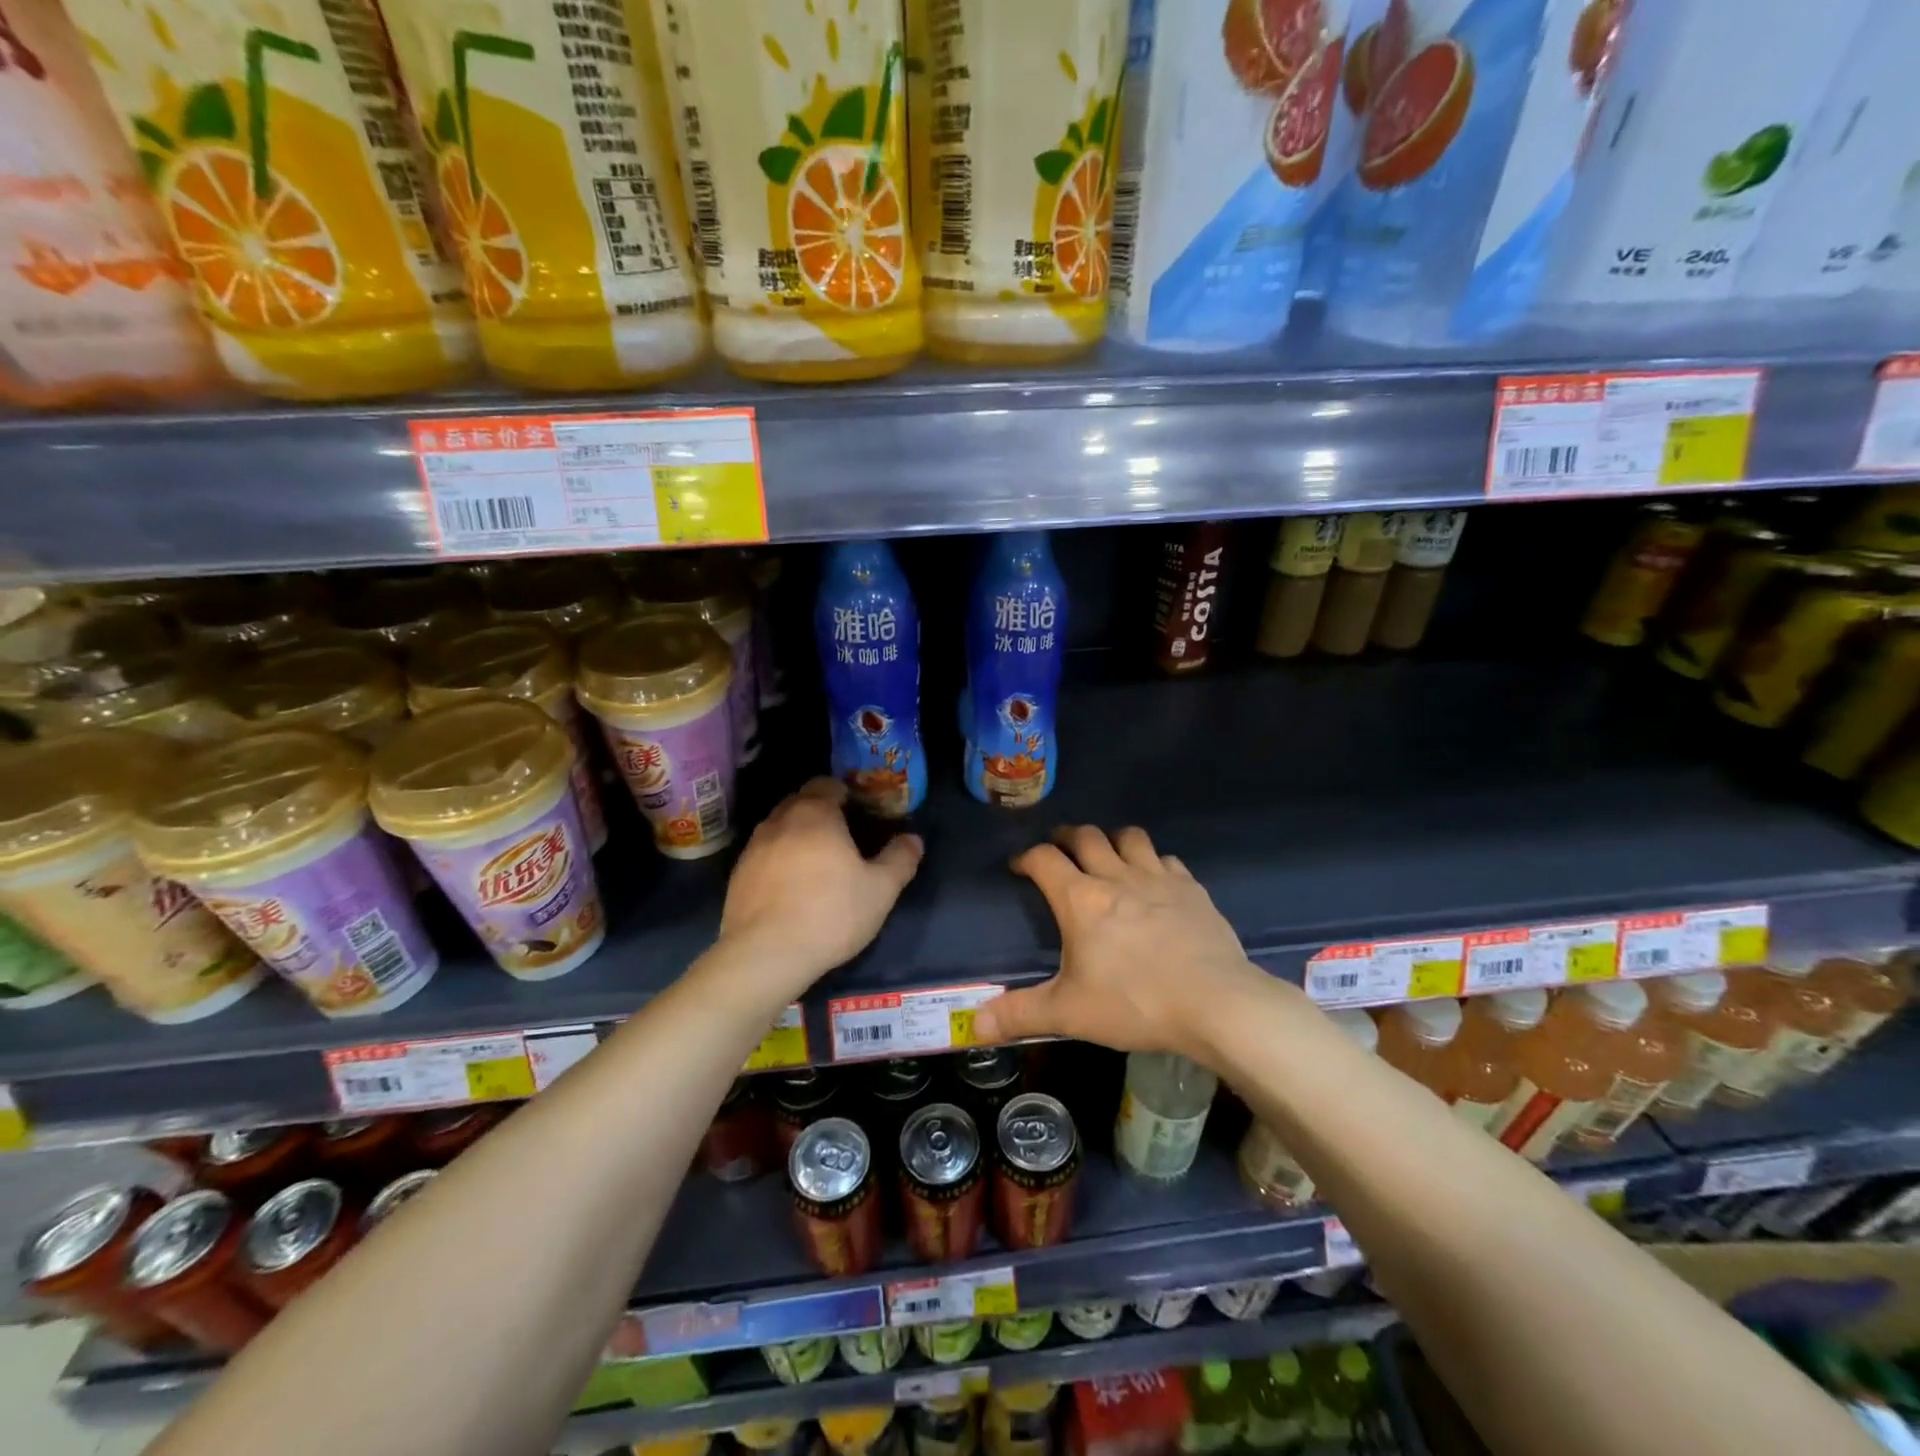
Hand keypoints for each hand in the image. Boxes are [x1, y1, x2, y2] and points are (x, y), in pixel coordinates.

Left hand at [715, 778, 922, 996]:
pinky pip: (764, 854)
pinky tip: (792, 887)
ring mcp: (753, 847)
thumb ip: (900, 859)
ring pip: (779, 827)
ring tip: (817, 863)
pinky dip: (779, 860)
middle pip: (801, 801)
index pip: (827, 783)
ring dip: (797, 835)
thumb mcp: (881, 889)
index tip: (860, 812)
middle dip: (821, 811)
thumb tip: (913, 839)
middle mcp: (779, 820)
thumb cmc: (830, 913)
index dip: (845, 793)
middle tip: (844, 836)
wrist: (765, 955)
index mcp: (815, 813)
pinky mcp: (737, 875)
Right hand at [973, 825, 1263, 1057]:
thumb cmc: (1135, 1003)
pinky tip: (1155, 881)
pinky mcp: (1191, 888)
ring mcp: (1158, 878)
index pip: (1044, 859)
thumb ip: (1020, 1014)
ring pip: (1129, 837)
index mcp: (1081, 899)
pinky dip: (1153, 862)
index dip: (1027, 857)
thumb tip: (974, 1026)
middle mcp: (1116, 877)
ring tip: (1107, 855)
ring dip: (1112, 840)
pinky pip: (1166, 859)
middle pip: (1086, 836)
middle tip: (1059, 849)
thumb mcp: (1070, 1013)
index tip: (1019, 866)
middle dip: (1067, 837)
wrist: (1216, 1003)